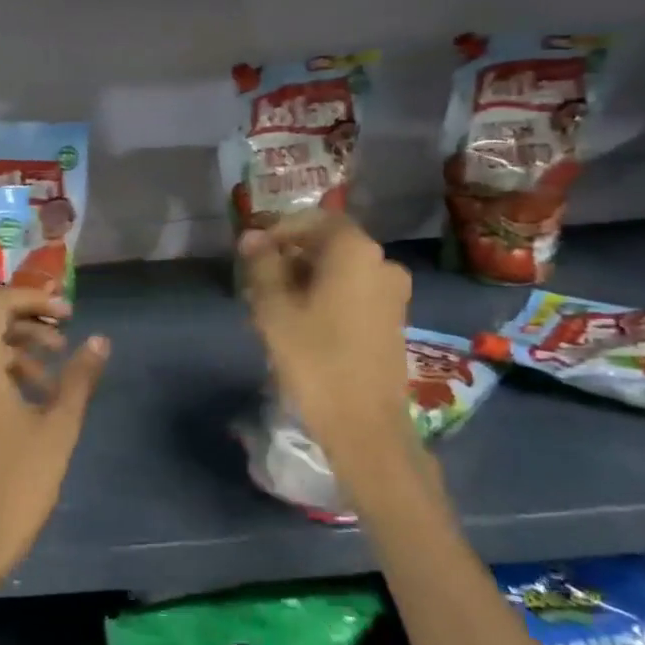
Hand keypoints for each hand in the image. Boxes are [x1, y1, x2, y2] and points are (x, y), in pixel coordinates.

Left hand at [0, 287, 110, 591]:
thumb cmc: (17, 483)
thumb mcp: (58, 427)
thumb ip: (79, 378)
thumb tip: (100, 340)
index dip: (33, 297)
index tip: (68, 312)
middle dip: (28, 316)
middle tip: (66, 329)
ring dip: (19, 344)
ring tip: (57, 365)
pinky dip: (6, 368)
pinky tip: (38, 393)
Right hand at [239, 212, 417, 492]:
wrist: (364, 425)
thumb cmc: (314, 359)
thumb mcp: (274, 309)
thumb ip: (262, 265)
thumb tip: (251, 237)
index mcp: (355, 250)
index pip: (313, 219)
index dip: (278, 229)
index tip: (250, 250)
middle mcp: (382, 262)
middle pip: (328, 244)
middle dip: (290, 255)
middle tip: (256, 279)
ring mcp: (393, 293)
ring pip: (340, 270)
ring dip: (306, 277)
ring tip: (273, 303)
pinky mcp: (393, 320)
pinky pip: (354, 292)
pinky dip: (326, 295)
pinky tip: (301, 321)